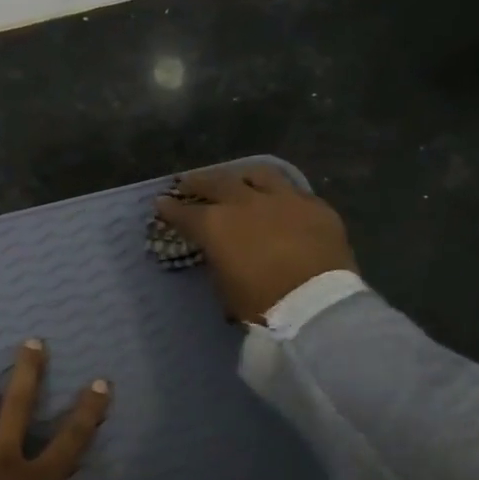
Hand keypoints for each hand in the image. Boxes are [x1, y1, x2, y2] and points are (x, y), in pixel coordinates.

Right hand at [154, 165, 356, 324]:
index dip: (170, 208)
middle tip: (188, 183)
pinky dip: (279, 194)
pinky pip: (293, 191)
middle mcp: (245, 203)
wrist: (317, 305)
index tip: (161, 203)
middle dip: (198, 182)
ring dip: (241, 176)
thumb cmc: (261, 305)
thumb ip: (218, 260)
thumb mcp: (225, 287)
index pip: (184, 212)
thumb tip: (220, 251)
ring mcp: (283, 199)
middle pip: (216, 183)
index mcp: (215, 225)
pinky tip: (279, 200)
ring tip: (236, 180)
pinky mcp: (315, 206)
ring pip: (258, 174)